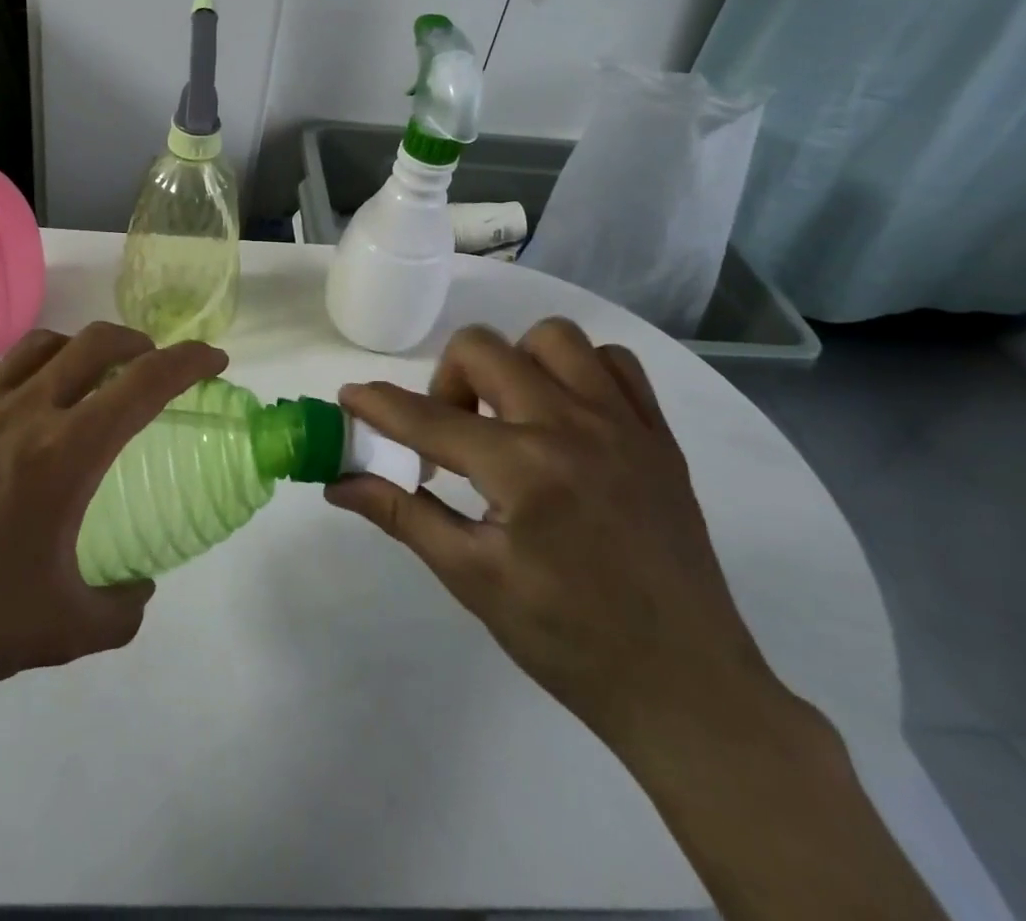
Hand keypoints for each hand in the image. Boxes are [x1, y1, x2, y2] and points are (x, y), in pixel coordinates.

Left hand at [0, 322, 226, 750]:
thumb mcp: (62, 631)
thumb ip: (121, 611)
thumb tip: (140, 589)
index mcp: (65, 452)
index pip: (144, 383)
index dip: (189, 361)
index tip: (214, 360)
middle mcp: (26, 410)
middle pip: (96, 342)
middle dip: (140, 343)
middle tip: (154, 369)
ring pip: (43, 343)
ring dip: (81, 348)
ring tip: (90, 380)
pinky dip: (28, 367)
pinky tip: (23, 403)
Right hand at [329, 319, 786, 759]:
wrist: (687, 687)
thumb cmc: (567, 639)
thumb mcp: (471, 578)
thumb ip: (402, 514)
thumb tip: (338, 482)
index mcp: (522, 470)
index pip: (427, 417)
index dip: (377, 403)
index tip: (349, 396)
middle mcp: (572, 427)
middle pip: (483, 348)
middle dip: (446, 380)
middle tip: (449, 432)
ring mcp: (623, 424)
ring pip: (552, 338)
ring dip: (514, 363)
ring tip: (509, 414)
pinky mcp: (658, 435)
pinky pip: (614, 363)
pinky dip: (579, 371)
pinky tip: (565, 415)